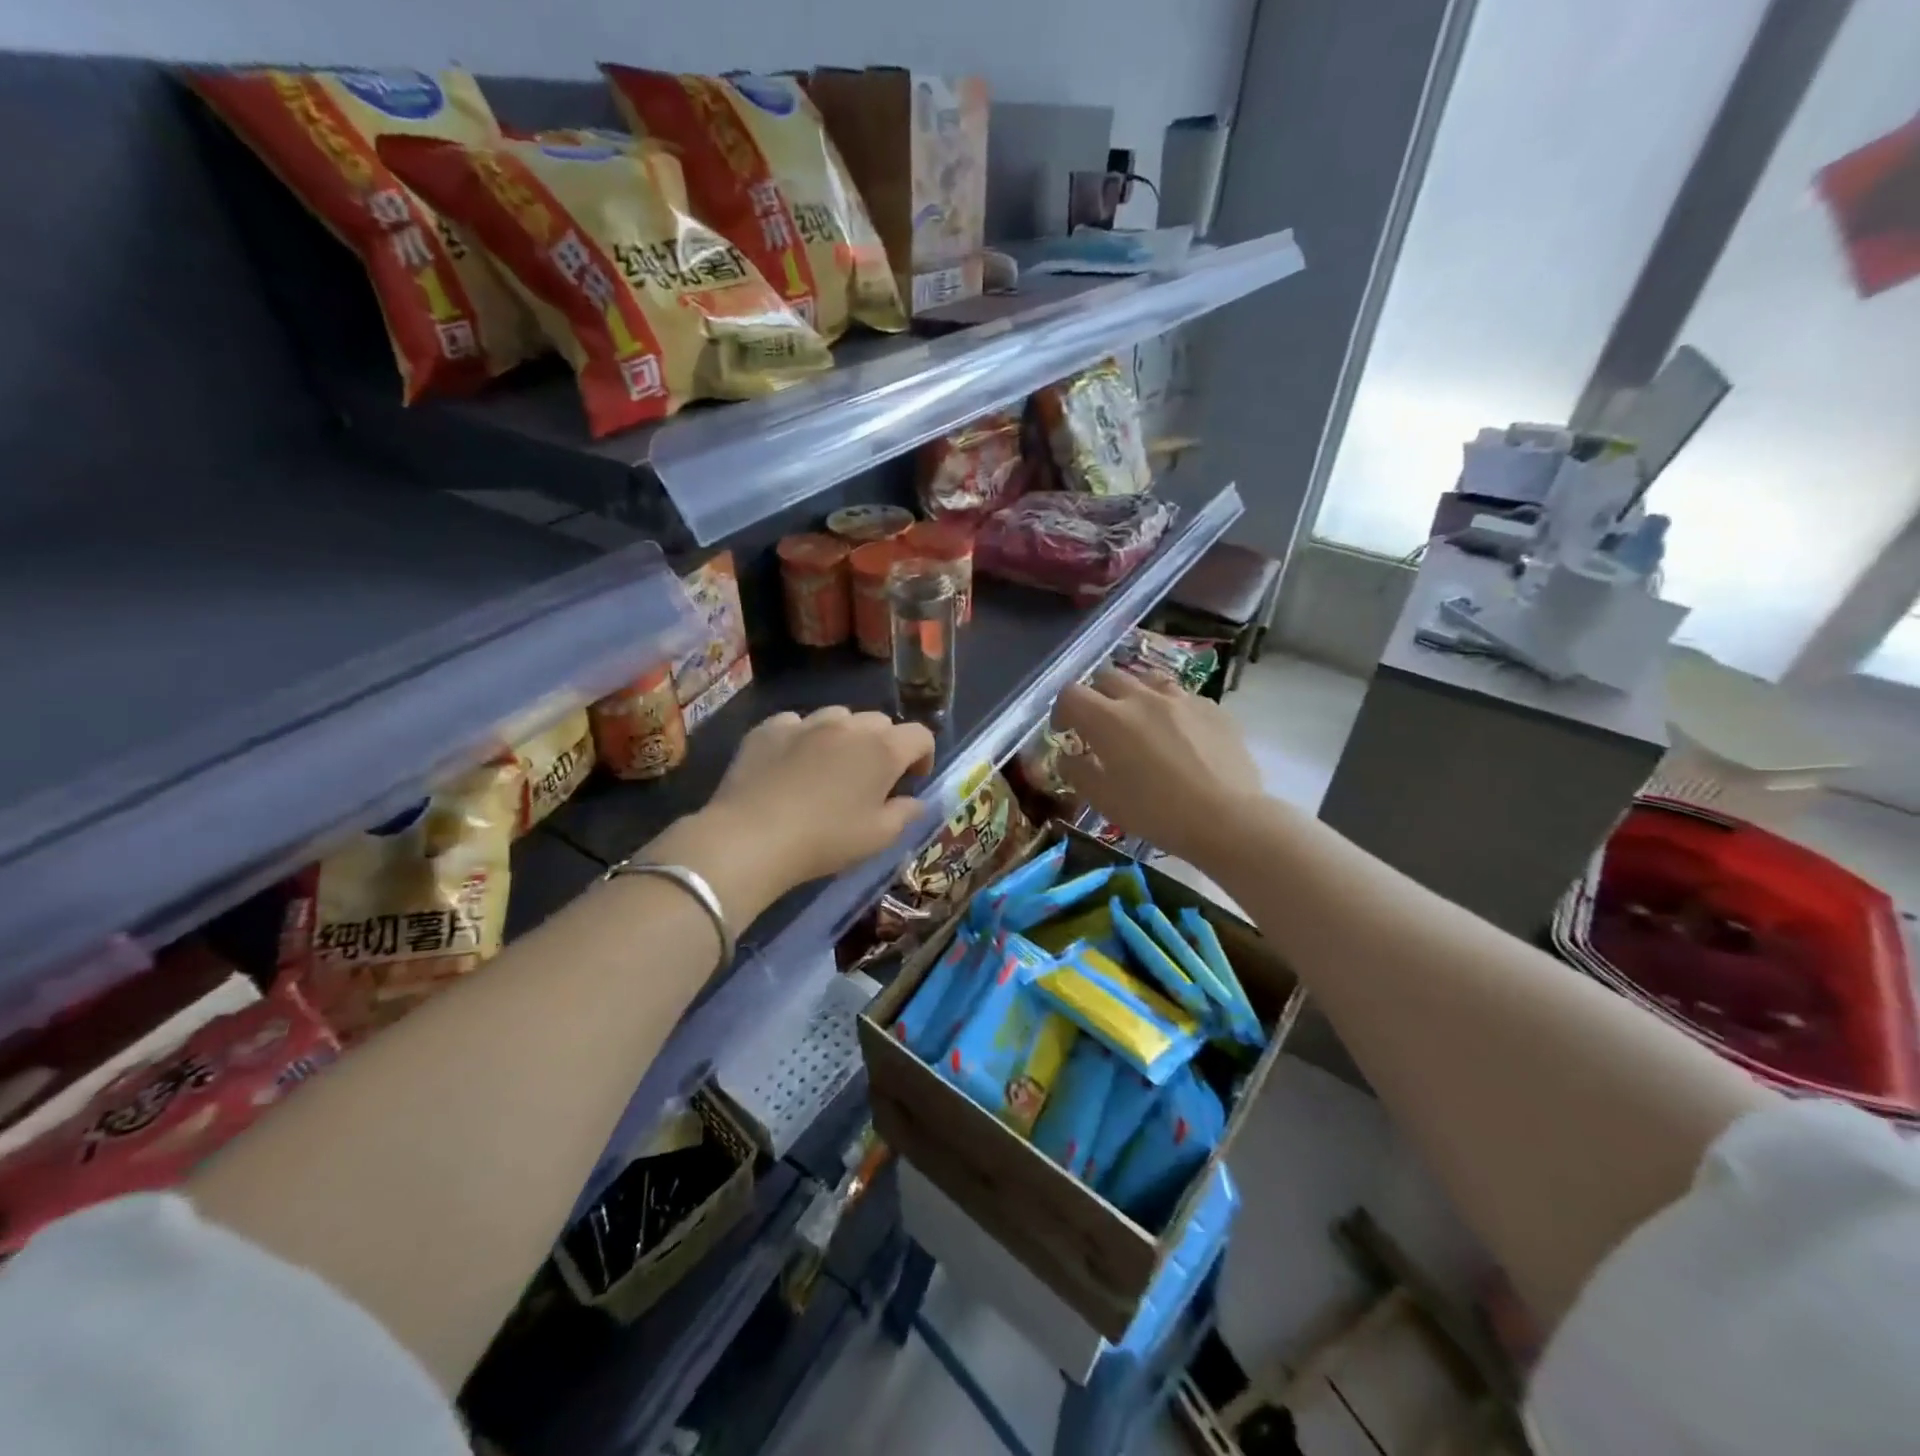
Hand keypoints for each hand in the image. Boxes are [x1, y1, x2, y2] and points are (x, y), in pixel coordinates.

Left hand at [654, 707, 934, 926]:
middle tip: (871, 778)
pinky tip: (791, 764)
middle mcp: (849, 725)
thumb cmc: (825, 840)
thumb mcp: (878, 838)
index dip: (923, 756)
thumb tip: (915, 801)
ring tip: (831, 766)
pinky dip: (803, 738)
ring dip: (845, 736)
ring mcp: (806, 722)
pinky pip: (797, 723)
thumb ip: (905, 814)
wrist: (751, 837)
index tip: (912, 780)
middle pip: (880, 722)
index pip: (920, 735)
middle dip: (884, 744)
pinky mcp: (769, 728)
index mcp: (883, 749)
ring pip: (838, 716)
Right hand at [1051, 669, 1262, 863]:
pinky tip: (1178, 735)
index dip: (1061, 710)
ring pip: (1147, 681)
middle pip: (1108, 678)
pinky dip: (1170, 709)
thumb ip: (1078, 772)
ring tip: (1140, 721)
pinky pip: (1182, 698)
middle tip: (1099, 726)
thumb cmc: (1155, 813)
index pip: (1071, 694)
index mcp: (1108, 719)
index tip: (1065, 732)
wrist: (1226, 818)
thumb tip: (1068, 757)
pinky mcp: (1212, 708)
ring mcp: (1181, 699)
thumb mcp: (1103, 800)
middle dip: (1096, 697)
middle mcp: (1142, 698)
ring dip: (1134, 696)